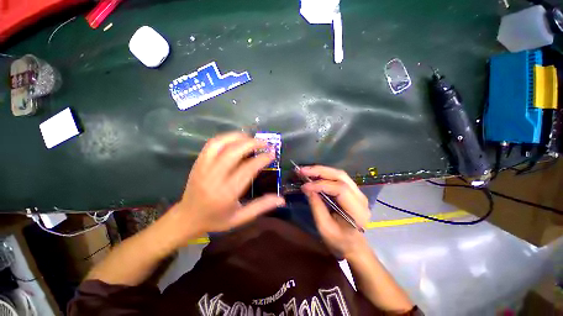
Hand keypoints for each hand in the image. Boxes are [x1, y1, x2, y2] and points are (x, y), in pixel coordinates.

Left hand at [169, 132, 284, 241]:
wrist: (187, 218)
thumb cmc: (216, 220)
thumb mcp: (241, 218)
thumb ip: (261, 207)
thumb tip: (282, 200)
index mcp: (226, 193)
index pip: (247, 169)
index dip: (262, 159)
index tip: (271, 154)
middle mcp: (214, 177)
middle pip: (234, 152)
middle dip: (252, 143)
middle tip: (264, 143)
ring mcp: (203, 168)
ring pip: (221, 144)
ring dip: (238, 137)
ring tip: (251, 138)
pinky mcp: (198, 163)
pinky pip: (212, 144)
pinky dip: (226, 138)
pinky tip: (236, 139)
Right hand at [300, 166, 370, 257]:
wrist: (354, 246)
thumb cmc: (340, 241)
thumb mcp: (325, 228)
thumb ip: (317, 207)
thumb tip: (307, 188)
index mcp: (357, 210)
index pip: (340, 189)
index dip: (320, 185)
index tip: (304, 186)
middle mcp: (360, 197)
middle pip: (340, 176)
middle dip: (320, 171)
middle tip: (302, 170)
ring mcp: (358, 192)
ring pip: (339, 174)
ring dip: (321, 170)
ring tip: (306, 170)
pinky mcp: (352, 190)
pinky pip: (338, 178)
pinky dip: (325, 174)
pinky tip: (314, 174)